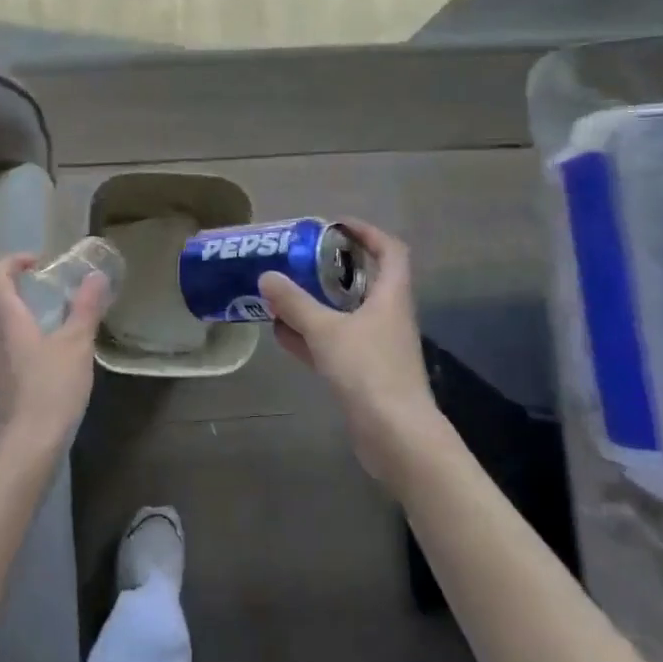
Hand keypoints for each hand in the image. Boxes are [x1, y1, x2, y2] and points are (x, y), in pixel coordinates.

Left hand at [0, 254, 108, 454]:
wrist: (24, 447)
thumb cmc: (49, 388)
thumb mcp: (76, 344)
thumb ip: (86, 308)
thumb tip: (95, 276)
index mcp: (3, 317)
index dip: (13, 261)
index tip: (39, 263)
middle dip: (0, 289)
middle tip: (30, 292)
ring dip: (2, 317)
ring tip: (37, 322)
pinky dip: (7, 344)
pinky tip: (36, 356)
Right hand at [259, 220, 441, 484]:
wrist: (395, 435)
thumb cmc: (368, 370)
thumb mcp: (325, 330)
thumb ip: (295, 303)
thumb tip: (267, 276)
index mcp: (391, 296)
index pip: (390, 251)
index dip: (367, 233)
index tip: (335, 226)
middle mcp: (388, 316)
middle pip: (365, 281)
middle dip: (332, 269)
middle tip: (300, 260)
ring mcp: (378, 347)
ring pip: (346, 315)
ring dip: (318, 304)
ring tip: (283, 294)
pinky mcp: (365, 374)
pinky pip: (336, 344)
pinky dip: (312, 337)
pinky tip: (282, 335)